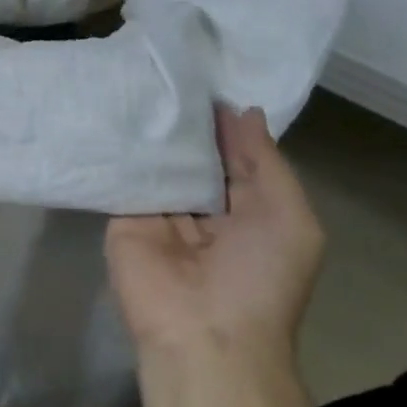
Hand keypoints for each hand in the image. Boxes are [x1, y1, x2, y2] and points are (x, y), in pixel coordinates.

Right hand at [105, 104, 322, 379]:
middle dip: (186, 121)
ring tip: (141, 78)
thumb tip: (246, 112)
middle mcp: (204, 208)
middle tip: (169, 70)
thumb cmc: (260, 278)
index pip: (236, 155)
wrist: (204, 336)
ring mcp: (161, 212)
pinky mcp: (123, 217)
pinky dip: (123, 149)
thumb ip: (267, 163)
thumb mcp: (290, 219)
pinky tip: (116, 109)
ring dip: (154, 130)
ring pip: (159, 162)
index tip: (207, 78)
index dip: (227, 122)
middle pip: (194, 155)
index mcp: (249, 210)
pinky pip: (125, 177)